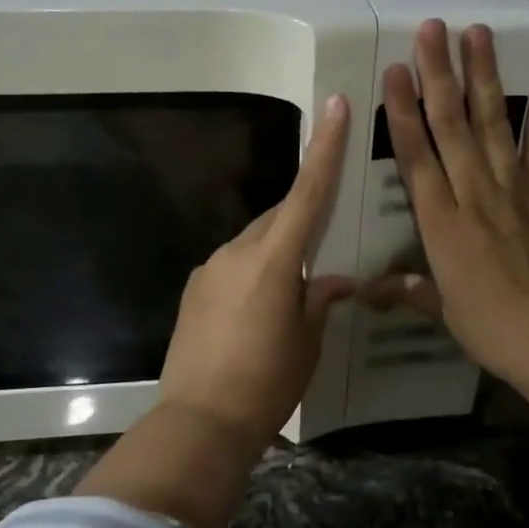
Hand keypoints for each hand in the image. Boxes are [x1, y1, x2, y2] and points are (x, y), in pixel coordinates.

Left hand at [156, 93, 355, 448]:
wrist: (200, 422)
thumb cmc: (267, 382)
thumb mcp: (307, 342)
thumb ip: (319, 301)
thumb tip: (332, 281)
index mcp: (273, 260)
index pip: (307, 193)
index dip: (324, 149)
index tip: (333, 106)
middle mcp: (237, 252)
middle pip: (278, 218)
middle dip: (302, 220)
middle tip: (326, 242)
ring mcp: (210, 269)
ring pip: (254, 242)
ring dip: (276, 252)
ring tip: (293, 290)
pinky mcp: (195, 290)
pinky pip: (233, 266)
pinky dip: (253, 272)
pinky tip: (260, 309)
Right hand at [366, 21, 528, 399]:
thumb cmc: (495, 329)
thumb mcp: (444, 312)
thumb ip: (410, 290)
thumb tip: (369, 291)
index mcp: (442, 224)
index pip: (416, 156)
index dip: (403, 111)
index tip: (394, 70)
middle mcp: (476, 195)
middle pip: (452, 126)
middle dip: (439, 74)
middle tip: (431, 29)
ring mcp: (518, 191)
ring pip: (495, 124)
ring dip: (484, 77)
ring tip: (476, 34)